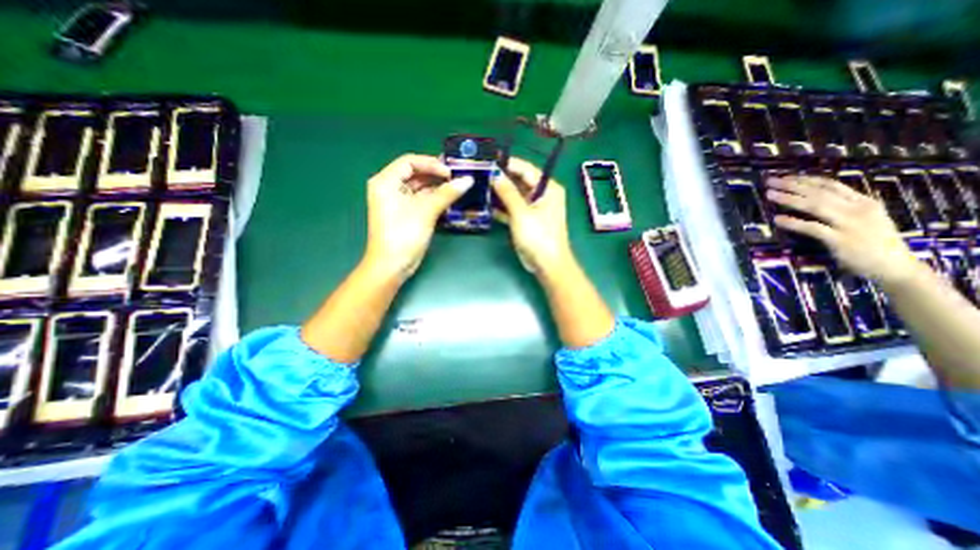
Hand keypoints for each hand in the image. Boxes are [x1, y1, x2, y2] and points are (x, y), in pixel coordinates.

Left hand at [366, 153, 477, 279]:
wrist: (392, 266)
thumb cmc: (404, 235)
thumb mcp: (426, 211)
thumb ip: (447, 193)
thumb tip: (468, 180)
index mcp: (386, 181)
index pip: (409, 162)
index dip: (431, 164)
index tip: (451, 172)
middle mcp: (389, 188)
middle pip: (415, 174)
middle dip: (436, 175)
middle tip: (458, 177)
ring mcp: (397, 202)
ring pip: (419, 188)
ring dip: (437, 188)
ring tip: (458, 187)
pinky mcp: (405, 214)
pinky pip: (421, 200)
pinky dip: (434, 199)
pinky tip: (450, 199)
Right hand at [489, 155, 575, 273]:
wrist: (546, 264)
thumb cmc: (538, 236)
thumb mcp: (521, 213)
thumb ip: (507, 192)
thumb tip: (494, 173)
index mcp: (547, 188)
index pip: (526, 169)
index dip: (508, 163)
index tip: (488, 159)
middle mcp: (542, 194)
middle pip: (519, 181)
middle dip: (501, 178)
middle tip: (479, 172)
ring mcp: (533, 208)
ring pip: (514, 195)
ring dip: (499, 192)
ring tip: (478, 185)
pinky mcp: (526, 220)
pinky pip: (512, 208)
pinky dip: (501, 207)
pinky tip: (485, 203)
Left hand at [764, 177, 918, 285]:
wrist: (894, 267)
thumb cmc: (873, 243)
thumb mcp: (863, 218)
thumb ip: (842, 208)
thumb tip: (811, 198)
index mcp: (864, 202)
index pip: (831, 185)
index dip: (805, 179)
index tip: (784, 177)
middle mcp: (858, 209)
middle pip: (819, 193)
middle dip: (792, 185)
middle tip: (770, 181)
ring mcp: (850, 224)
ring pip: (815, 206)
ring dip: (789, 199)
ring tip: (769, 195)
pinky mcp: (841, 240)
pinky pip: (812, 228)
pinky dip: (793, 222)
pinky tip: (777, 219)